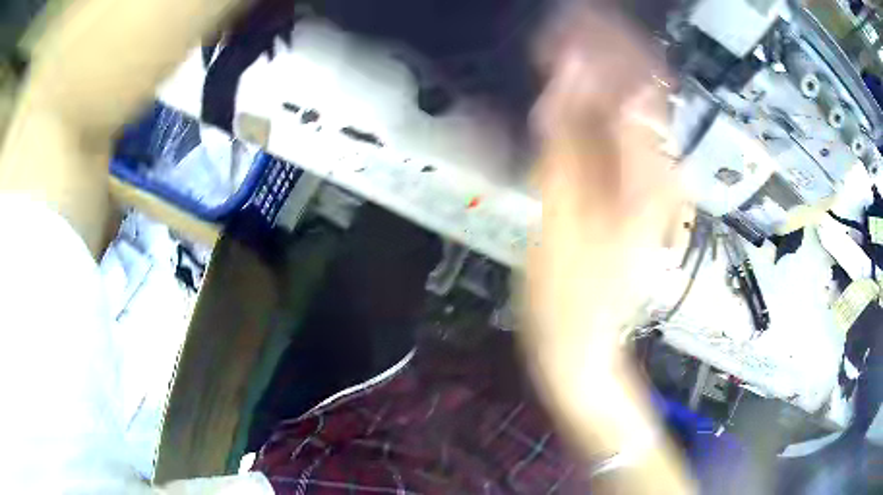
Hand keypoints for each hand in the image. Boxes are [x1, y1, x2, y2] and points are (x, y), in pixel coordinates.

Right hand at [524, 5, 687, 376]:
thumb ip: (569, 145)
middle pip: (640, 85)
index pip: (638, 81)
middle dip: (601, 47)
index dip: (604, 42)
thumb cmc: (573, 296)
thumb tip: (570, 77)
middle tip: (560, 25)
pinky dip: (590, 103)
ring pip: (628, 104)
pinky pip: (616, 131)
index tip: (567, 19)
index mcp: (652, 174)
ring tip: (558, 49)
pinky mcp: (633, 188)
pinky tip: (564, 94)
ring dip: (595, 70)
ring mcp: (650, 178)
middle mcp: (661, 168)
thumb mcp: (566, 219)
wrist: (586, 340)